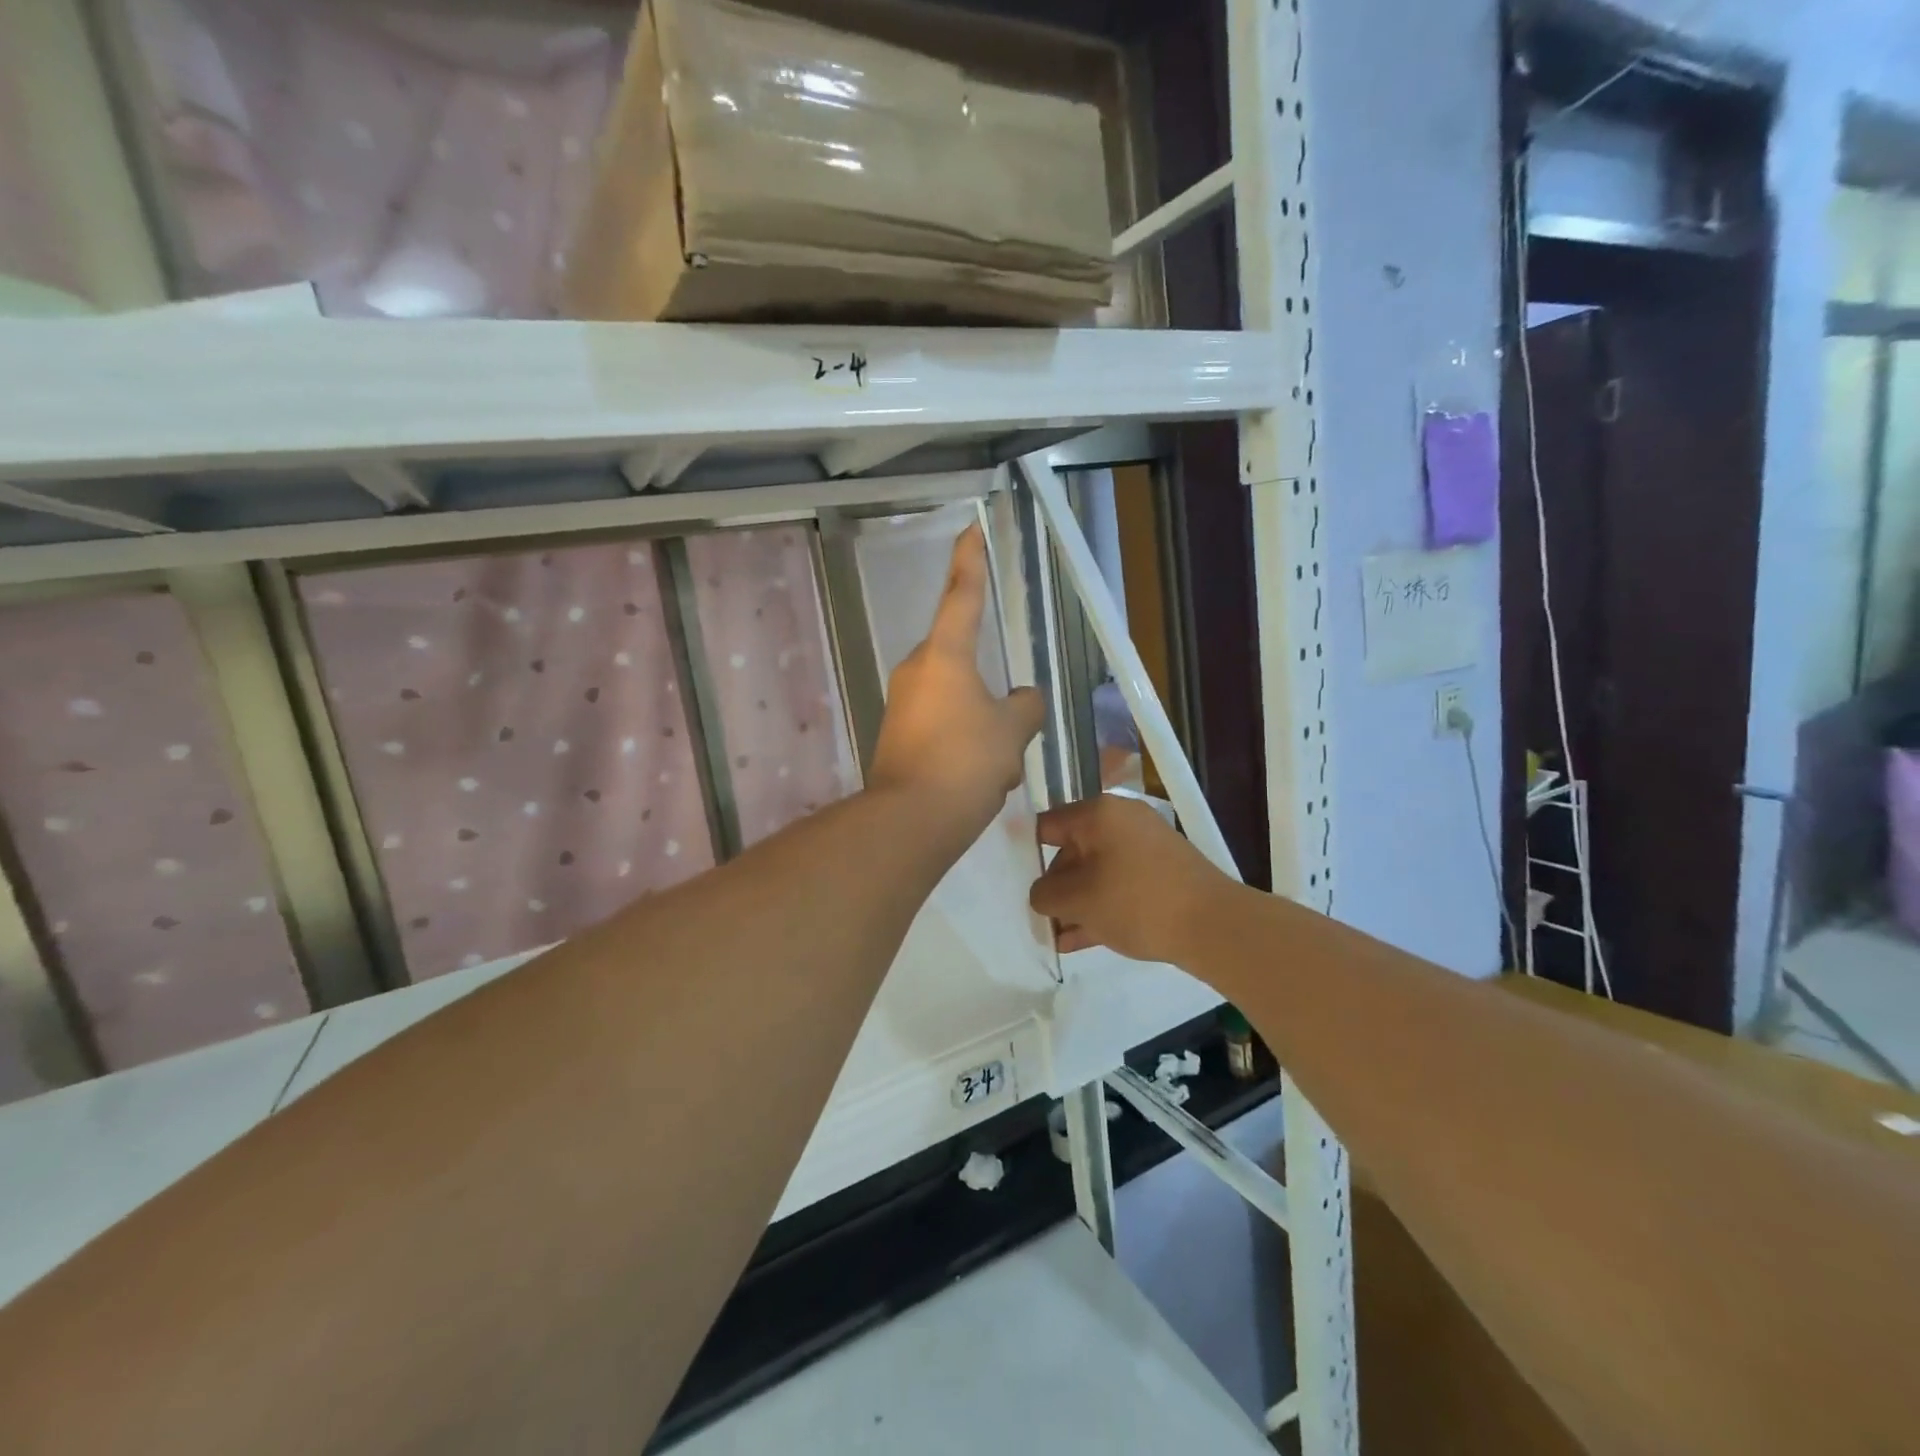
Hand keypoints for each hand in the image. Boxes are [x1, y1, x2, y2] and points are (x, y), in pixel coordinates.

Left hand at [869, 525, 1044, 841]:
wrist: (910, 821)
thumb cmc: (965, 763)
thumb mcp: (1012, 732)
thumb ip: (1026, 707)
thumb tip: (1024, 699)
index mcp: (944, 655)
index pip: (962, 594)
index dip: (970, 559)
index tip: (972, 527)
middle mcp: (916, 670)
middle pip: (963, 661)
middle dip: (991, 693)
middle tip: (1014, 731)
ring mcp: (902, 704)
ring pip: (958, 702)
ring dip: (983, 727)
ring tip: (999, 767)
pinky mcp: (897, 736)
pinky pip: (942, 728)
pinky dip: (965, 746)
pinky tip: (979, 780)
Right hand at [1030, 794, 1233, 963]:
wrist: (1212, 925)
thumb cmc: (1135, 901)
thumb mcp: (1078, 900)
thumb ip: (1045, 894)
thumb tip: (1041, 894)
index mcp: (1099, 813)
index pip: (1048, 825)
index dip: (1027, 852)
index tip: (1012, 880)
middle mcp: (1122, 821)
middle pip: (1072, 850)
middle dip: (1055, 886)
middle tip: (1040, 917)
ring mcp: (1146, 847)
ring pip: (1096, 872)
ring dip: (1076, 902)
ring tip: (1056, 936)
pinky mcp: (1163, 873)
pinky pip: (1119, 885)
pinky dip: (1100, 906)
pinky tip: (1080, 939)